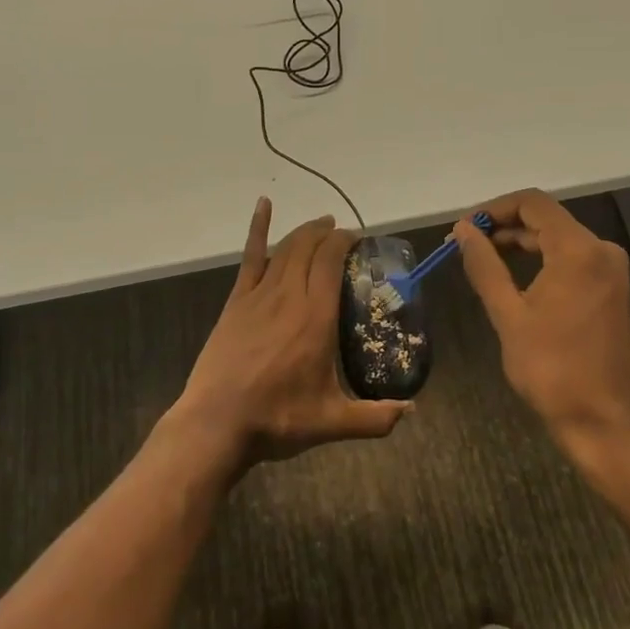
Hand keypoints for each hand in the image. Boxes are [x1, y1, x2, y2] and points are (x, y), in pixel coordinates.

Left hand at [169, 199, 409, 469]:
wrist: (217, 424)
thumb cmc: (277, 419)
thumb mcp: (332, 423)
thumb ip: (376, 417)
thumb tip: (412, 410)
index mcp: (316, 317)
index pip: (331, 261)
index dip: (345, 242)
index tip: (358, 240)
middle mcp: (289, 295)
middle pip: (310, 247)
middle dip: (328, 233)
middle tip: (343, 235)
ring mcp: (259, 295)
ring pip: (286, 248)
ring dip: (305, 232)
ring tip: (320, 225)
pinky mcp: (237, 301)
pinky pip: (251, 256)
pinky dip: (258, 228)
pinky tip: (264, 204)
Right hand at [454, 189, 629, 447]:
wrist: (605, 421)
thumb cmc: (552, 369)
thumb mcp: (509, 315)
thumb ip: (485, 266)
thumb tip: (464, 230)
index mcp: (578, 250)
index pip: (532, 203)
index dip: (494, 208)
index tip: (464, 229)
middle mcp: (600, 250)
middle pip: (546, 217)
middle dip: (504, 225)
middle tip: (465, 244)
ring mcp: (610, 269)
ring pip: (558, 237)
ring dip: (520, 241)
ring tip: (481, 258)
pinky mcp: (610, 288)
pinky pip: (571, 257)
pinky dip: (540, 258)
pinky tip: (513, 275)